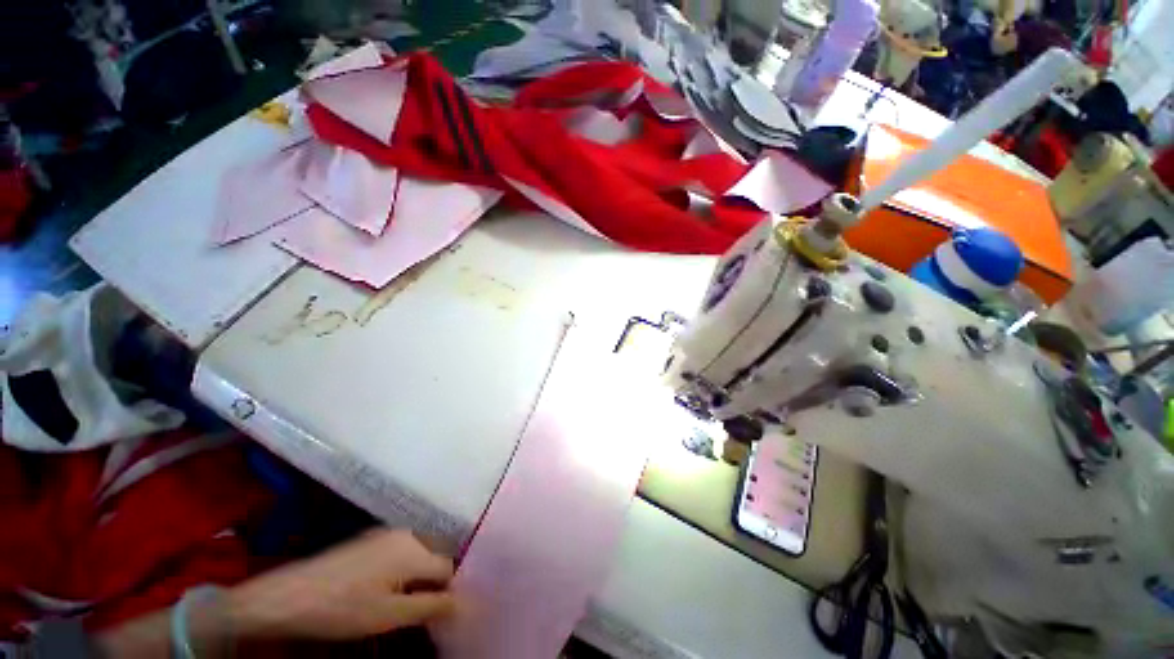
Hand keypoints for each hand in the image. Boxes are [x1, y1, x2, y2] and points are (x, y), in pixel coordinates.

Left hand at [226, 529, 455, 639]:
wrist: (290, 595)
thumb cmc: (344, 608)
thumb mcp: (390, 615)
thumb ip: (431, 607)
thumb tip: (464, 605)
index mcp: (415, 548)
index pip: (449, 568)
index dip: (448, 592)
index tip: (441, 615)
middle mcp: (406, 534)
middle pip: (435, 558)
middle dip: (434, 583)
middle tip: (420, 611)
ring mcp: (387, 534)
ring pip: (418, 555)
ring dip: (418, 577)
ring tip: (402, 602)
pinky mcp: (371, 539)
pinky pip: (401, 551)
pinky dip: (403, 569)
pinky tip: (384, 589)